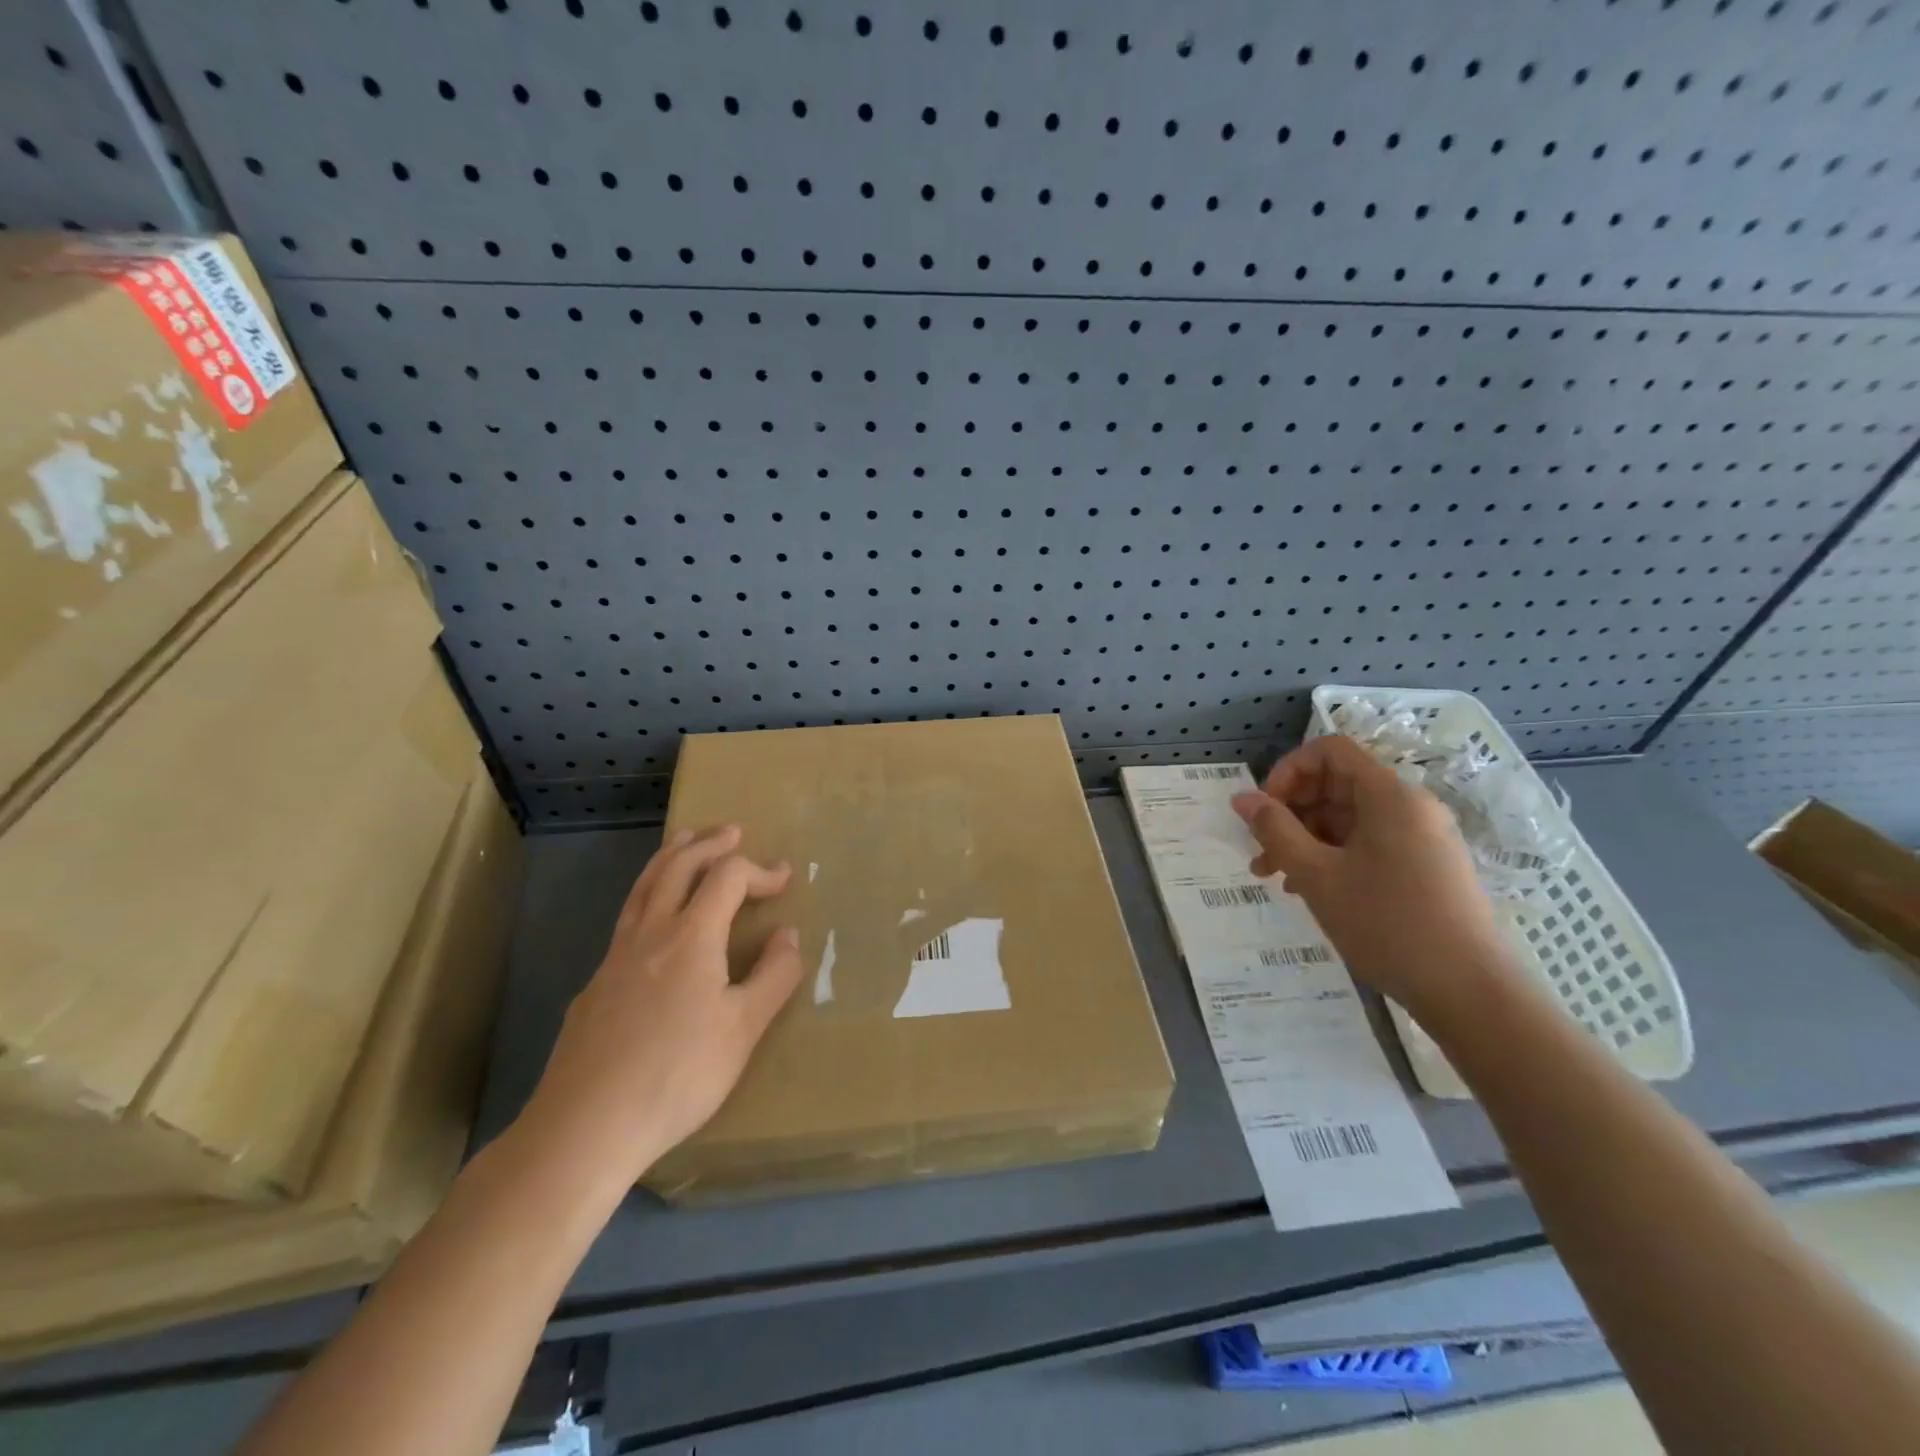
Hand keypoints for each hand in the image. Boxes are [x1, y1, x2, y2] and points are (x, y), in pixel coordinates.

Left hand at [520, 826, 803, 1187]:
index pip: (728, 878)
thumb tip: (788, 934)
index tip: (784, 878)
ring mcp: (615, 956)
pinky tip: (654, 921)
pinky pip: (626, 918)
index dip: (759, 870)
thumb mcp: (743, 1029)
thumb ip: (774, 976)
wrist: (585, 1125)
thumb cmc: (678, 1074)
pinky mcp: (594, 985)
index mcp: (692, 936)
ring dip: (670, 857)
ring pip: (644, 887)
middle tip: (731, 833)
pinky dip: (648, 895)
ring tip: (684, 842)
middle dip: (708, 844)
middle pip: (678, 866)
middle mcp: (651, 932)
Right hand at [1231, 736, 1515, 1016]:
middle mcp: (1410, 806)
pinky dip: (1334, 856)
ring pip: (1349, 819)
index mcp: (1389, 796)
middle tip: (1261, 852)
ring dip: (1306, 839)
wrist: (1471, 993)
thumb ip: (1274, 830)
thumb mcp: (1317, 875)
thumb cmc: (1387, 925)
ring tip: (1276, 878)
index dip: (1287, 771)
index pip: (1329, 751)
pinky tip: (1311, 890)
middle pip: (1337, 784)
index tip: (1263, 811)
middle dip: (1291, 812)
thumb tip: (1242, 798)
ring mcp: (1422, 837)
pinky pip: (1369, 844)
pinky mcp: (1426, 867)